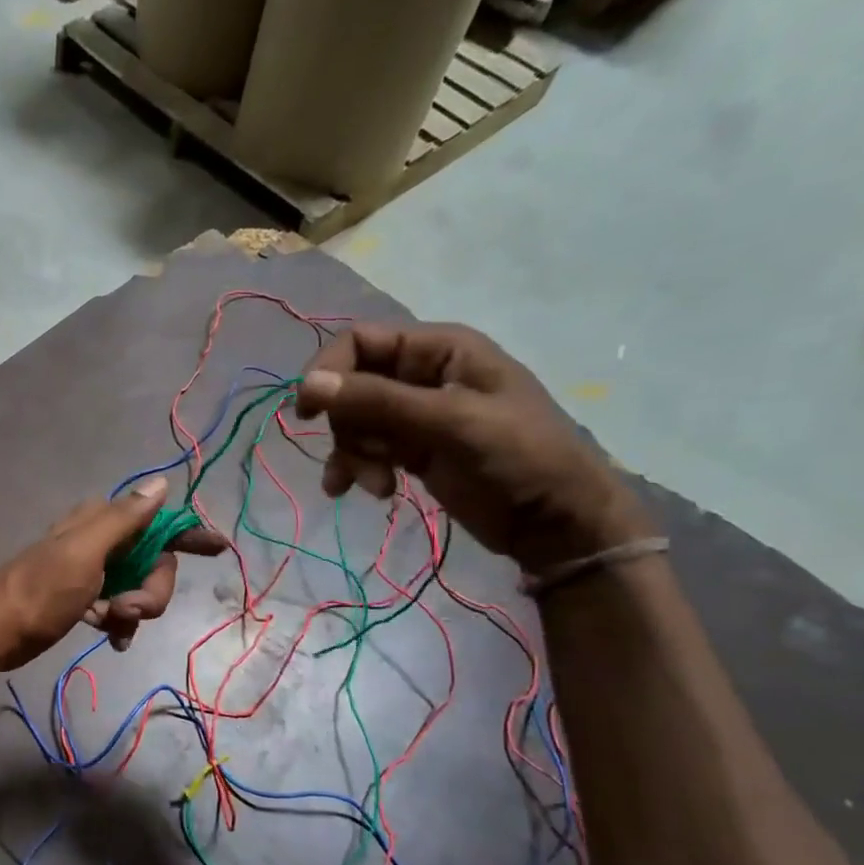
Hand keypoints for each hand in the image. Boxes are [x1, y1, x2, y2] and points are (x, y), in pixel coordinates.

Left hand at [0, 476, 227, 672]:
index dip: (188, 533)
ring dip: (134, 610)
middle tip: (127, 610)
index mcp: (101, 521)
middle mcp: (101, 540)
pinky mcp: (85, 598)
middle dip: (150, 591)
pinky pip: (120, 607)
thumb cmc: (40, 591)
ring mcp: (94, 571)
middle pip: (154, 563)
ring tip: (112, 625)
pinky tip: (112, 638)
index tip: (219, 547)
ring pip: (139, 587)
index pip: (158, 520)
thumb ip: (124, 520)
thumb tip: (161, 483)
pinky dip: (121, 623)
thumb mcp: (84, 553)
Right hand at [293, 321, 650, 573]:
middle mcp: (423, 375)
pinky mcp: (413, 451)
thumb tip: (307, 385)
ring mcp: (417, 416)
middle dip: (346, 426)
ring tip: (372, 486)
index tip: (306, 411)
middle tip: (358, 459)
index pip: (360, 342)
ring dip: (352, 455)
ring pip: (355, 423)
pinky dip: (359, 470)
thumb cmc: (518, 457)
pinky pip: (367, 451)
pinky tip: (370, 492)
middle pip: (352, 386)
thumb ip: (378, 401)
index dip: (328, 371)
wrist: (556, 522)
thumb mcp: (450, 422)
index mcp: (440, 350)